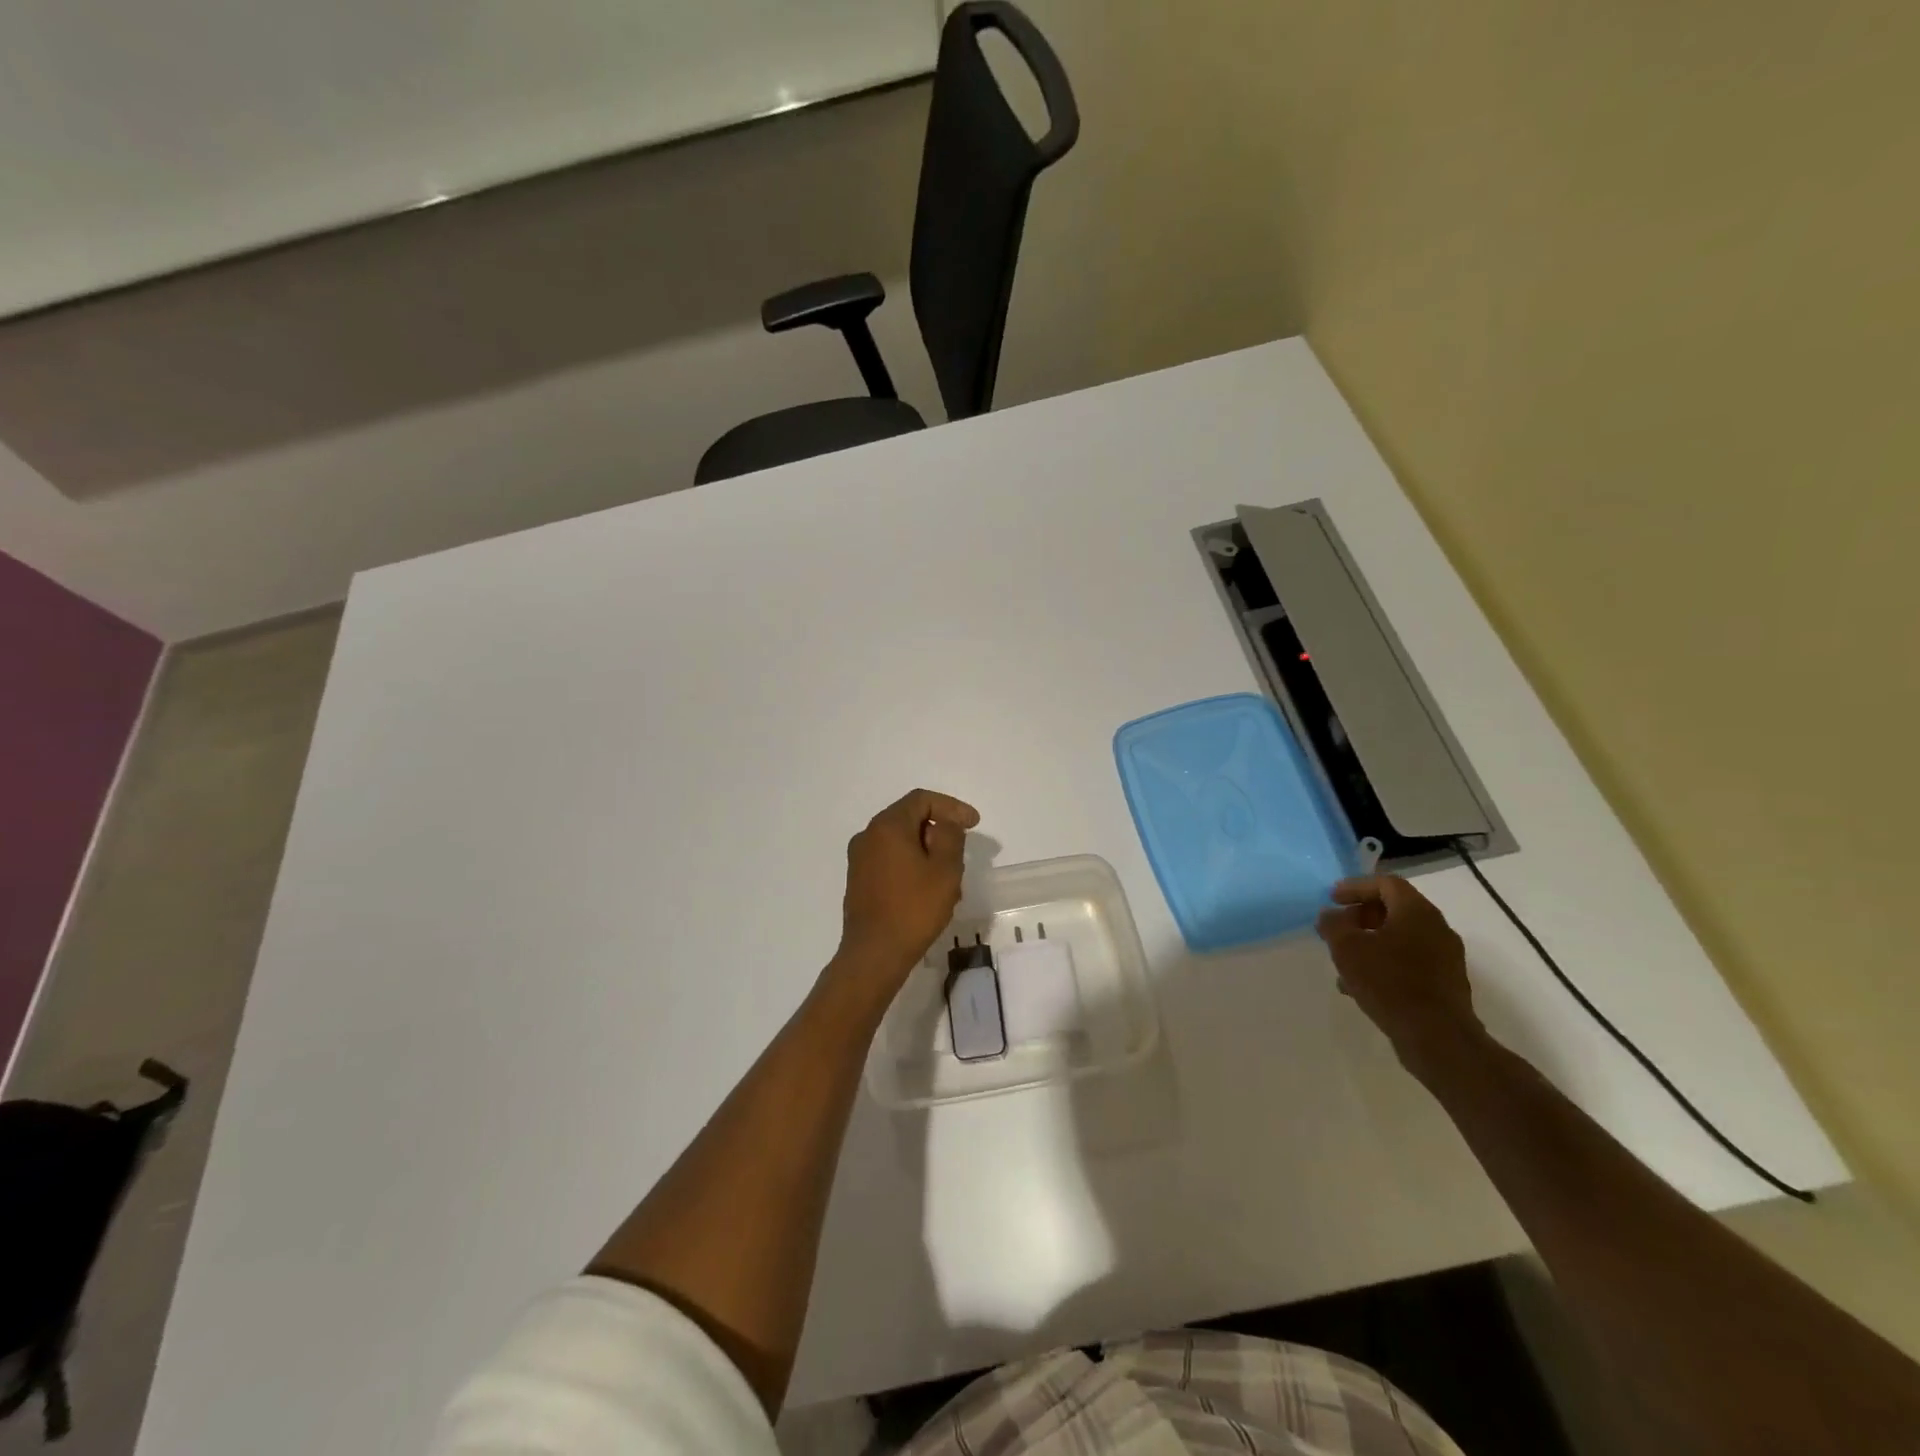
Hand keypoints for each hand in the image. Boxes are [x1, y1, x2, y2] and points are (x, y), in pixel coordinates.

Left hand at [833, 789, 979, 995]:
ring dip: (926, 851)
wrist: (874, 953)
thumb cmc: (914, 908)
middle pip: (909, 818)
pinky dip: (911, 864)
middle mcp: (868, 836)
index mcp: (887, 826)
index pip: (922, 800)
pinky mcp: (859, 880)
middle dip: (939, 830)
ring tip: (948, 876)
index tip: (974, 824)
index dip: (951, 807)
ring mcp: (859, 859)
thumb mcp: (945, 869)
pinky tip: (927, 890)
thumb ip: (950, 837)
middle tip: (961, 852)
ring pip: (900, 841)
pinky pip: (890, 860)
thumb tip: (945, 823)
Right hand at [1316, 874, 1484, 1071]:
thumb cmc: (1389, 982)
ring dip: (1371, 942)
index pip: (1386, 883)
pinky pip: (1410, 963)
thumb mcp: (1346, 948)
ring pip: (1401, 938)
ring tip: (1344, 961)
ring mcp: (1446, 958)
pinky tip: (1361, 986)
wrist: (1437, 1037)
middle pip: (1395, 909)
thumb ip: (1333, 924)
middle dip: (1361, 916)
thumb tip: (1331, 915)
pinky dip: (1385, 964)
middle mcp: (1437, 928)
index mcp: (1417, 912)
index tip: (1332, 899)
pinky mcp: (1446, 984)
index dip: (1355, 887)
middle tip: (1337, 928)